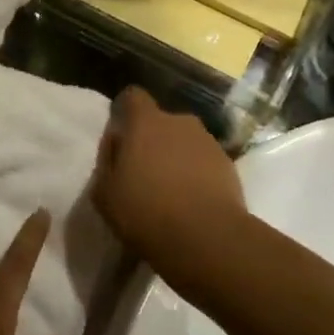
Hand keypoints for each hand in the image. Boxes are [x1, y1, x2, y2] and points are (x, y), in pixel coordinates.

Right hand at [91, 87, 249, 270]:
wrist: (207, 238)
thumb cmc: (146, 212)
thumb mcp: (105, 193)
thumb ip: (107, 159)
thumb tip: (116, 142)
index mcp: (146, 122)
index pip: (133, 96)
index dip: (126, 110)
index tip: (122, 134)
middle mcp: (180, 122)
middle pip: (162, 121)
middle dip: (153, 139)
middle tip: (145, 171)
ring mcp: (208, 141)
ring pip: (185, 141)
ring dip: (177, 157)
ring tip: (171, 191)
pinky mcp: (229, 164)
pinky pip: (205, 161)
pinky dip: (198, 174)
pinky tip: (193, 201)